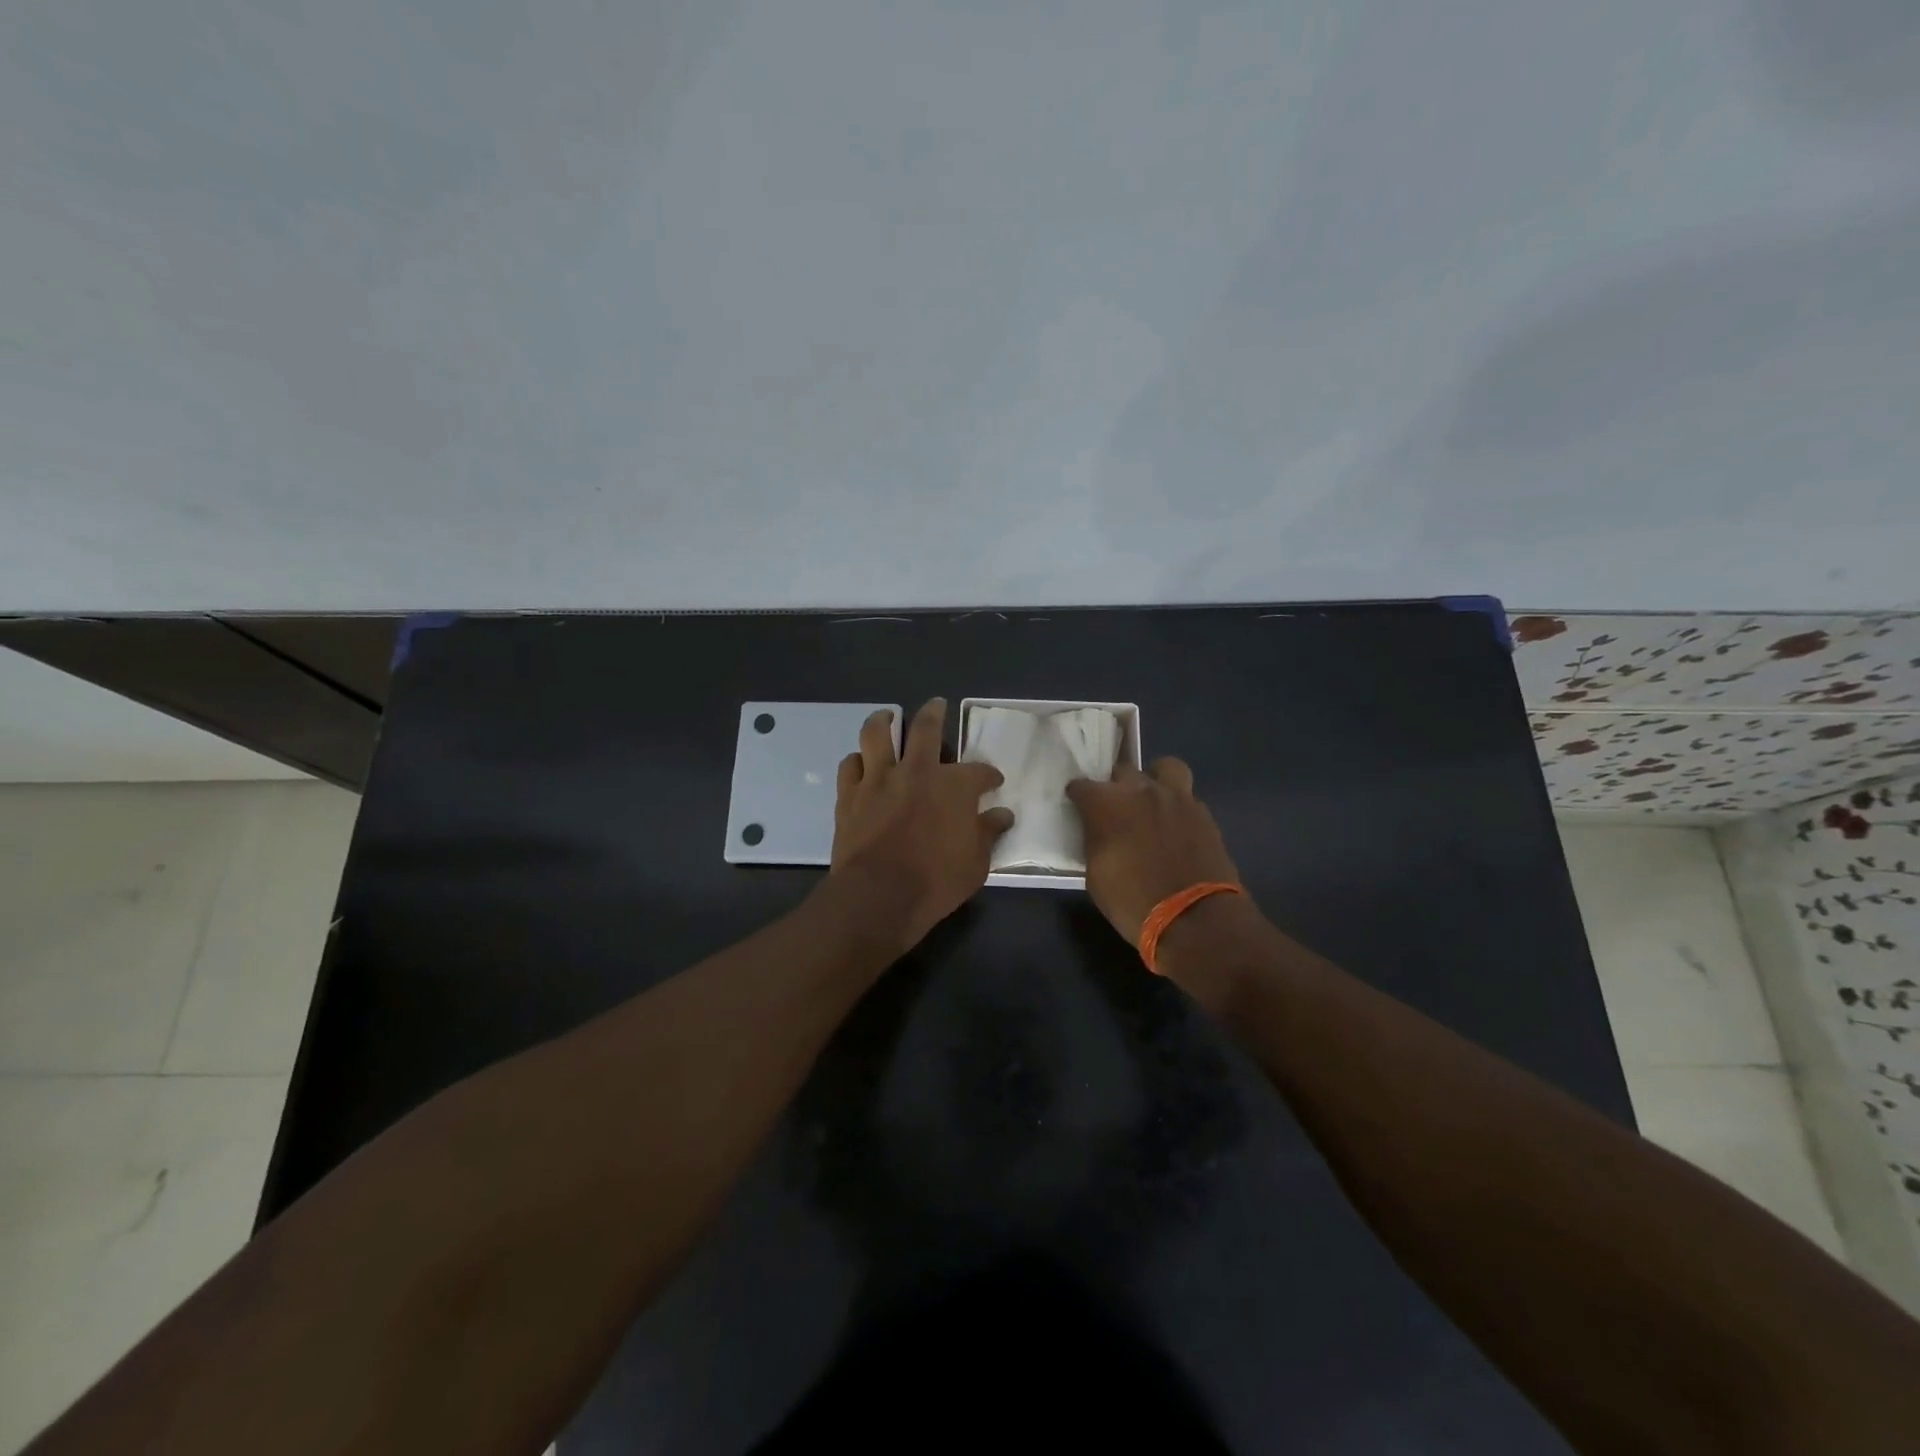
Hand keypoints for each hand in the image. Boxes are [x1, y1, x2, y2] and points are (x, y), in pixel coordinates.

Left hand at [828, 699, 1014, 952]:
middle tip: (936, 705)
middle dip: (934, 713)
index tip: (993, 781)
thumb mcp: (976, 864)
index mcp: (953, 786)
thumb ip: (988, 834)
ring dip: (884, 720)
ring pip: (877, 733)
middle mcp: (916, 771)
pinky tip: (861, 763)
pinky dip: (857, 761)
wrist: (878, 896)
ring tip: (888, 716)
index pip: (978, 771)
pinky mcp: (850, 795)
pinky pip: (850, 765)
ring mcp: (878, 779)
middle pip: (925, 728)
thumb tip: (1003, 815)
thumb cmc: (935, 882)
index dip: (988, 775)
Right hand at [1066, 758, 1241, 946]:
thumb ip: (1095, 840)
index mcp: (1108, 804)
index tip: (1077, 806)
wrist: (1195, 919)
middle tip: (1115, 808)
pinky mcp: (1203, 813)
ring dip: (1155, 779)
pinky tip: (1174, 826)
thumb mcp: (1096, 875)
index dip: (1077, 796)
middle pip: (1122, 771)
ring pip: (1164, 768)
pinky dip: (1177, 806)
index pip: (1082, 786)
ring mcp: (1177, 798)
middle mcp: (1141, 790)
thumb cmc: (1133, 901)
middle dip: (1115, 785)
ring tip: (1151, 801)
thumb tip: (1098, 830)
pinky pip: (1186, 796)